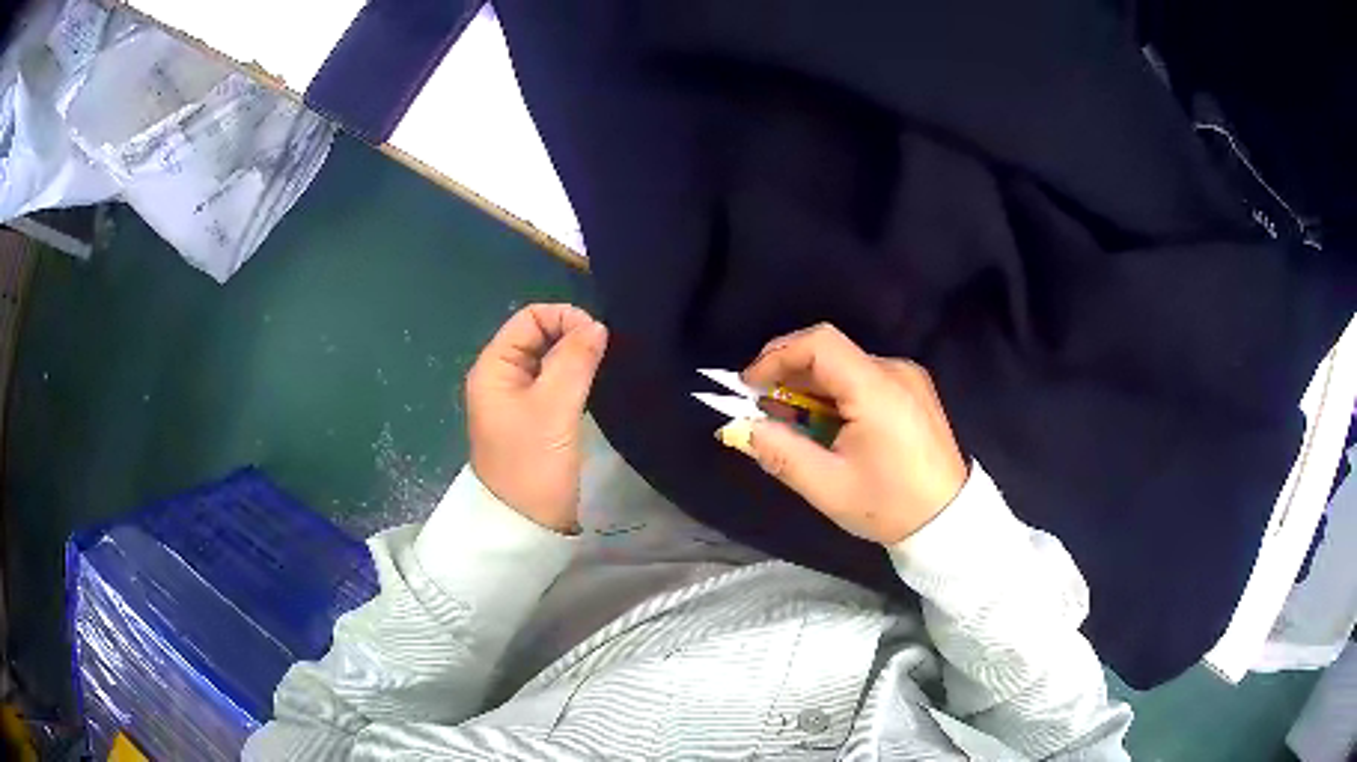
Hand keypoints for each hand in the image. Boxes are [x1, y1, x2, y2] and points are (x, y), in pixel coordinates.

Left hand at [465, 304, 608, 532]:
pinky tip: (595, 389)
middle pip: (538, 336)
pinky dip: (574, 380)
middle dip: (571, 337)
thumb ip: (574, 360)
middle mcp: (501, 377)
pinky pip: (554, 385)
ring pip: (549, 361)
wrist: (525, 526)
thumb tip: (596, 325)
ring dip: (575, 359)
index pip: (529, 318)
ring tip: (605, 370)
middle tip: (606, 356)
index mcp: (493, 367)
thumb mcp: (554, 407)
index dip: (563, 318)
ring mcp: (516, 401)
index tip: (598, 338)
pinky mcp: (533, 421)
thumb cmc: (533, 463)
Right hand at [737, 324, 967, 544]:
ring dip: (811, 387)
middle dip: (789, 375)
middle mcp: (895, 370)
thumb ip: (779, 452)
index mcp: (877, 388)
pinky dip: (836, 394)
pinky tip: (827, 424)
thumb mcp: (827, 486)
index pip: (819, 343)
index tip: (749, 385)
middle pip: (830, 353)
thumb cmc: (888, 505)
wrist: (948, 520)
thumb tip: (740, 428)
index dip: (777, 355)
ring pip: (846, 366)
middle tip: (763, 408)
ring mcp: (909, 378)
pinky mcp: (914, 391)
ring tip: (791, 422)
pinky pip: (865, 378)